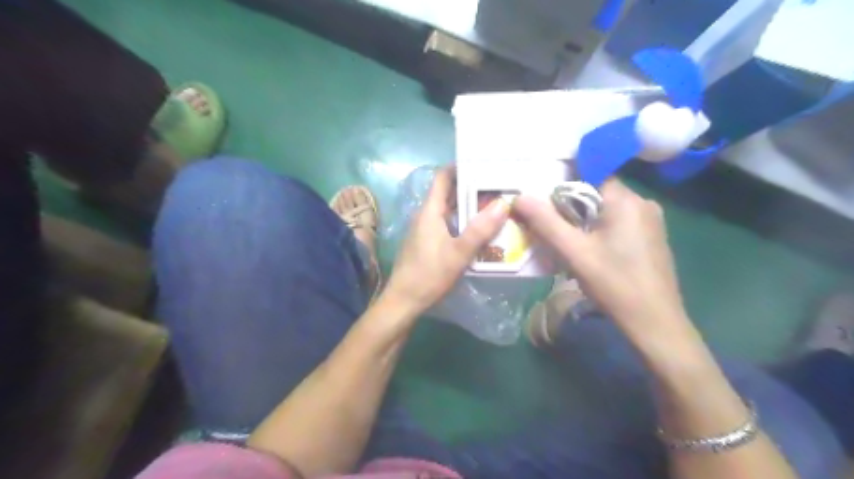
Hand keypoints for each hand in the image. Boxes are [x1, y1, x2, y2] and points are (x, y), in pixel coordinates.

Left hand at [386, 168, 508, 312]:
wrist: (403, 302)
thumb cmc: (429, 275)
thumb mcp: (459, 253)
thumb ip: (480, 229)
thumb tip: (503, 203)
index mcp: (430, 211)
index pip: (443, 177)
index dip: (461, 167)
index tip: (484, 165)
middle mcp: (426, 216)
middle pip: (449, 193)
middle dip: (472, 188)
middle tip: (499, 186)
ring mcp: (425, 230)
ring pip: (449, 211)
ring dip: (469, 207)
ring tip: (495, 206)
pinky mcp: (427, 243)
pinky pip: (448, 225)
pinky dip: (463, 223)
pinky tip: (480, 231)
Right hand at [514, 179, 685, 340]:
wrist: (654, 323)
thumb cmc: (614, 284)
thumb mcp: (574, 252)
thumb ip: (546, 222)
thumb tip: (520, 196)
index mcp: (627, 200)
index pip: (590, 174)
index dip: (563, 184)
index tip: (543, 198)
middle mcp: (643, 203)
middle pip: (597, 192)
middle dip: (570, 206)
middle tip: (548, 224)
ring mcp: (651, 221)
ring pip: (606, 209)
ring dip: (583, 220)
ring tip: (565, 240)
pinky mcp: (651, 238)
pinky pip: (618, 223)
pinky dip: (598, 229)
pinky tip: (588, 250)